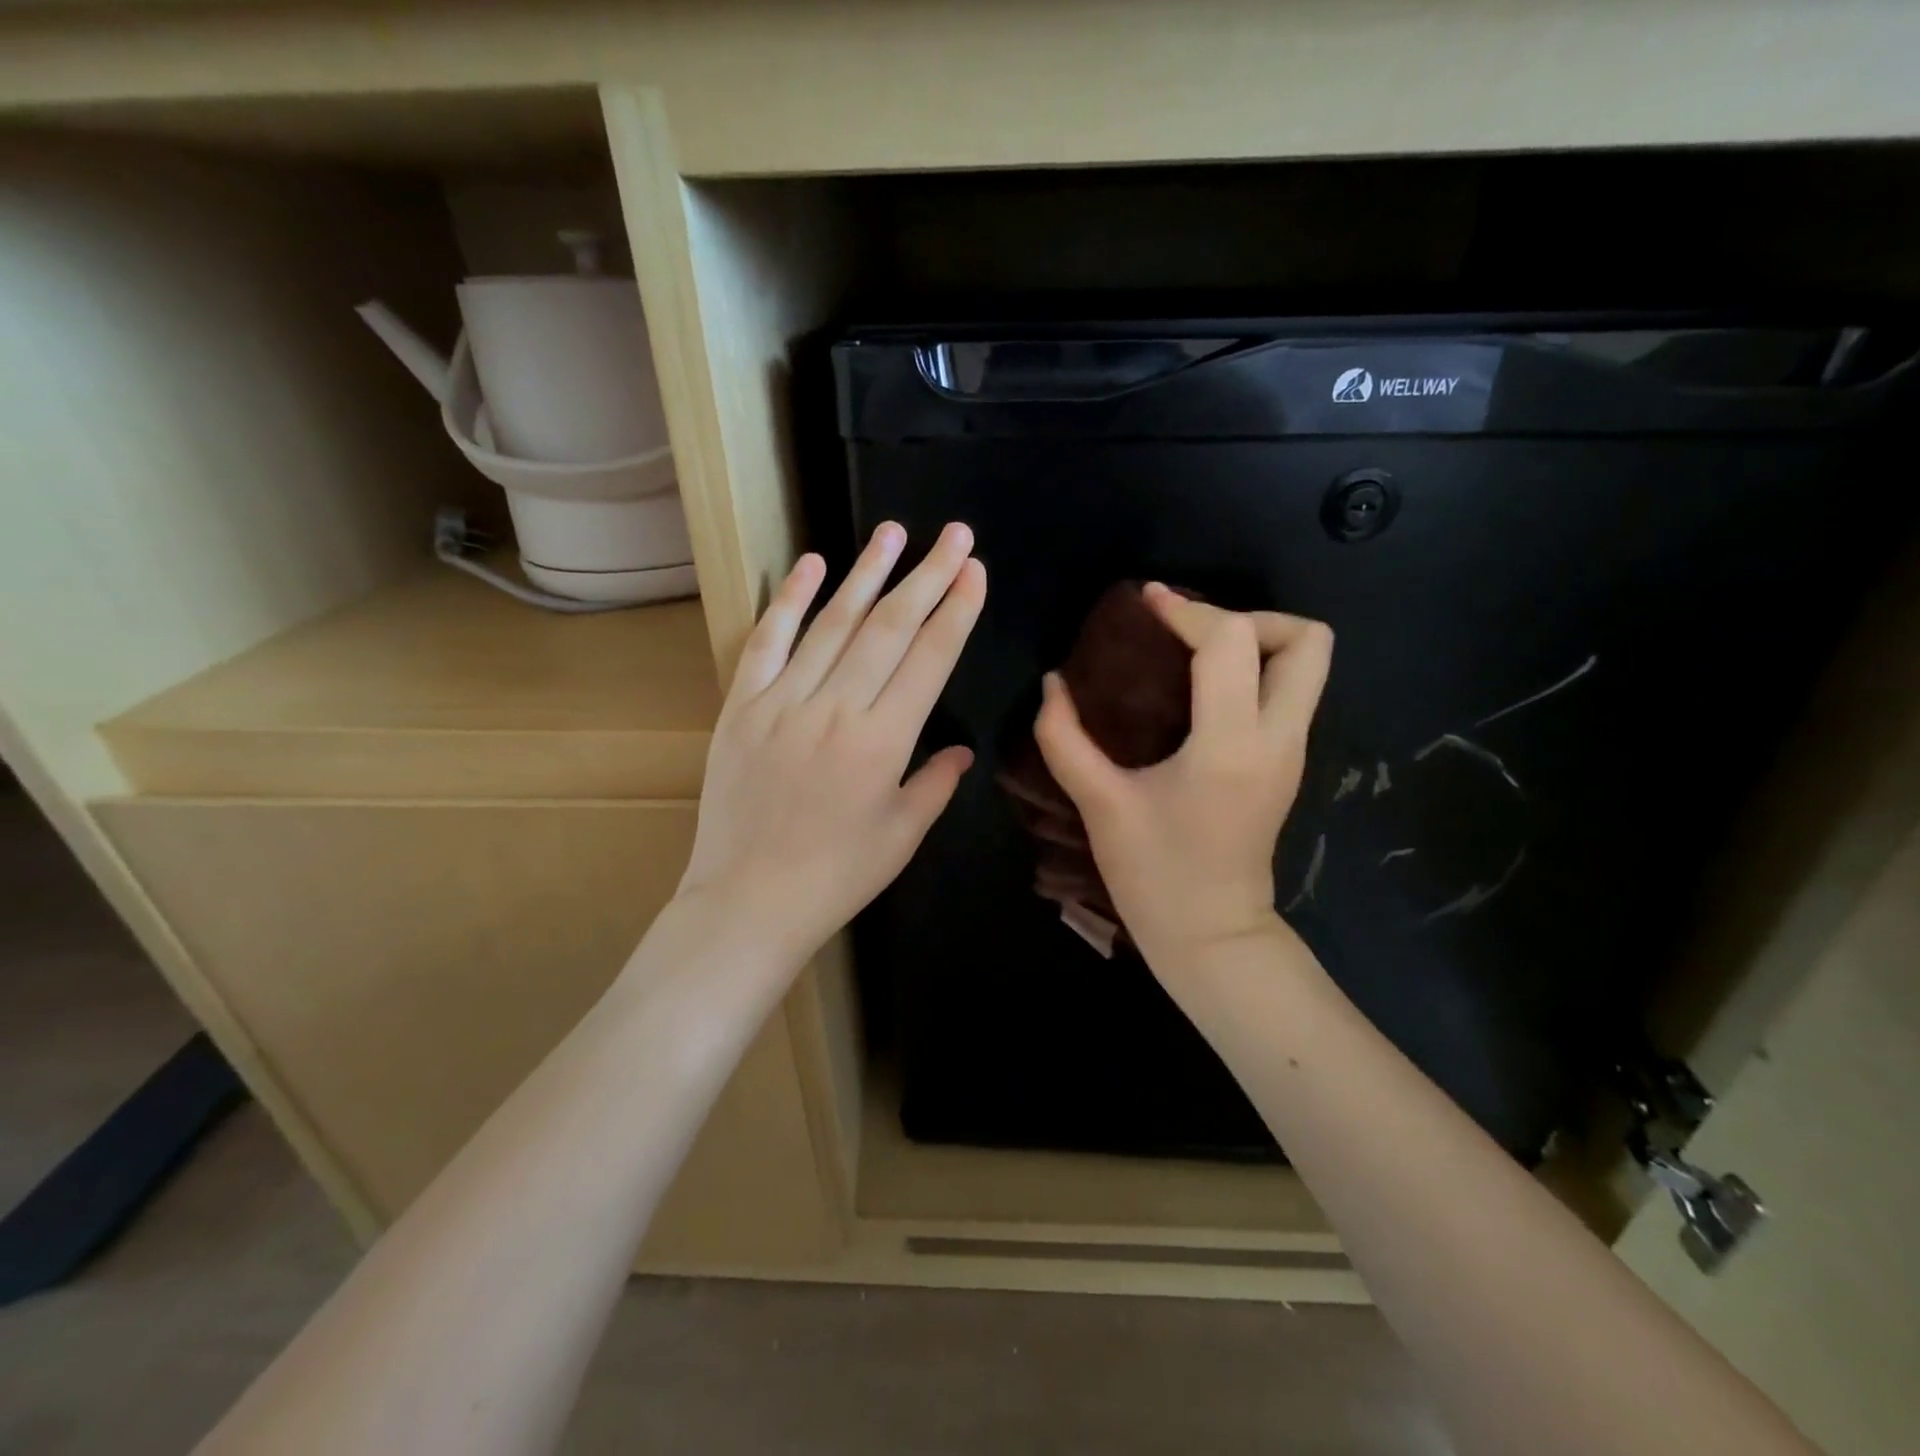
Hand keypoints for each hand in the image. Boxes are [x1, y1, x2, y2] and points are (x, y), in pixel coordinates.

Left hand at [676, 521, 986, 966]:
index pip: (929, 659)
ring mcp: (783, 702)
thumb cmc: (836, 876)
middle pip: (889, 628)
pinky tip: (812, 564)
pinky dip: (790, 601)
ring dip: (866, 573)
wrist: (748, 901)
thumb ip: (935, 784)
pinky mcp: (742, 707)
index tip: (974, 570)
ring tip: (893, 533)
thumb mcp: (902, 835)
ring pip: (832, 624)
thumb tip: (961, 751)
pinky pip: (767, 643)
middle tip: (953, 534)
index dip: (956, 611)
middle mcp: (836, 709)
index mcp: (883, 741)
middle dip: (928, 576)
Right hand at [1034, 583, 1331, 966]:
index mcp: (1230, 745)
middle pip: (1307, 640)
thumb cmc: (1154, 874)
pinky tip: (1200, 691)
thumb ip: (1065, 738)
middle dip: (1250, 618)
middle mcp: (1278, 738)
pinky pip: (1289, 691)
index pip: (1231, 642)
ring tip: (1195, 656)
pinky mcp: (1288, 763)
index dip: (1187, 611)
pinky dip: (1254, 672)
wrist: (1211, 935)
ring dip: (1257, 642)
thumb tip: (1053, 683)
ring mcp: (1292, 751)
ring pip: (1309, 664)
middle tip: (1191, 635)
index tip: (1147, 605)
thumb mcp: (1100, 804)